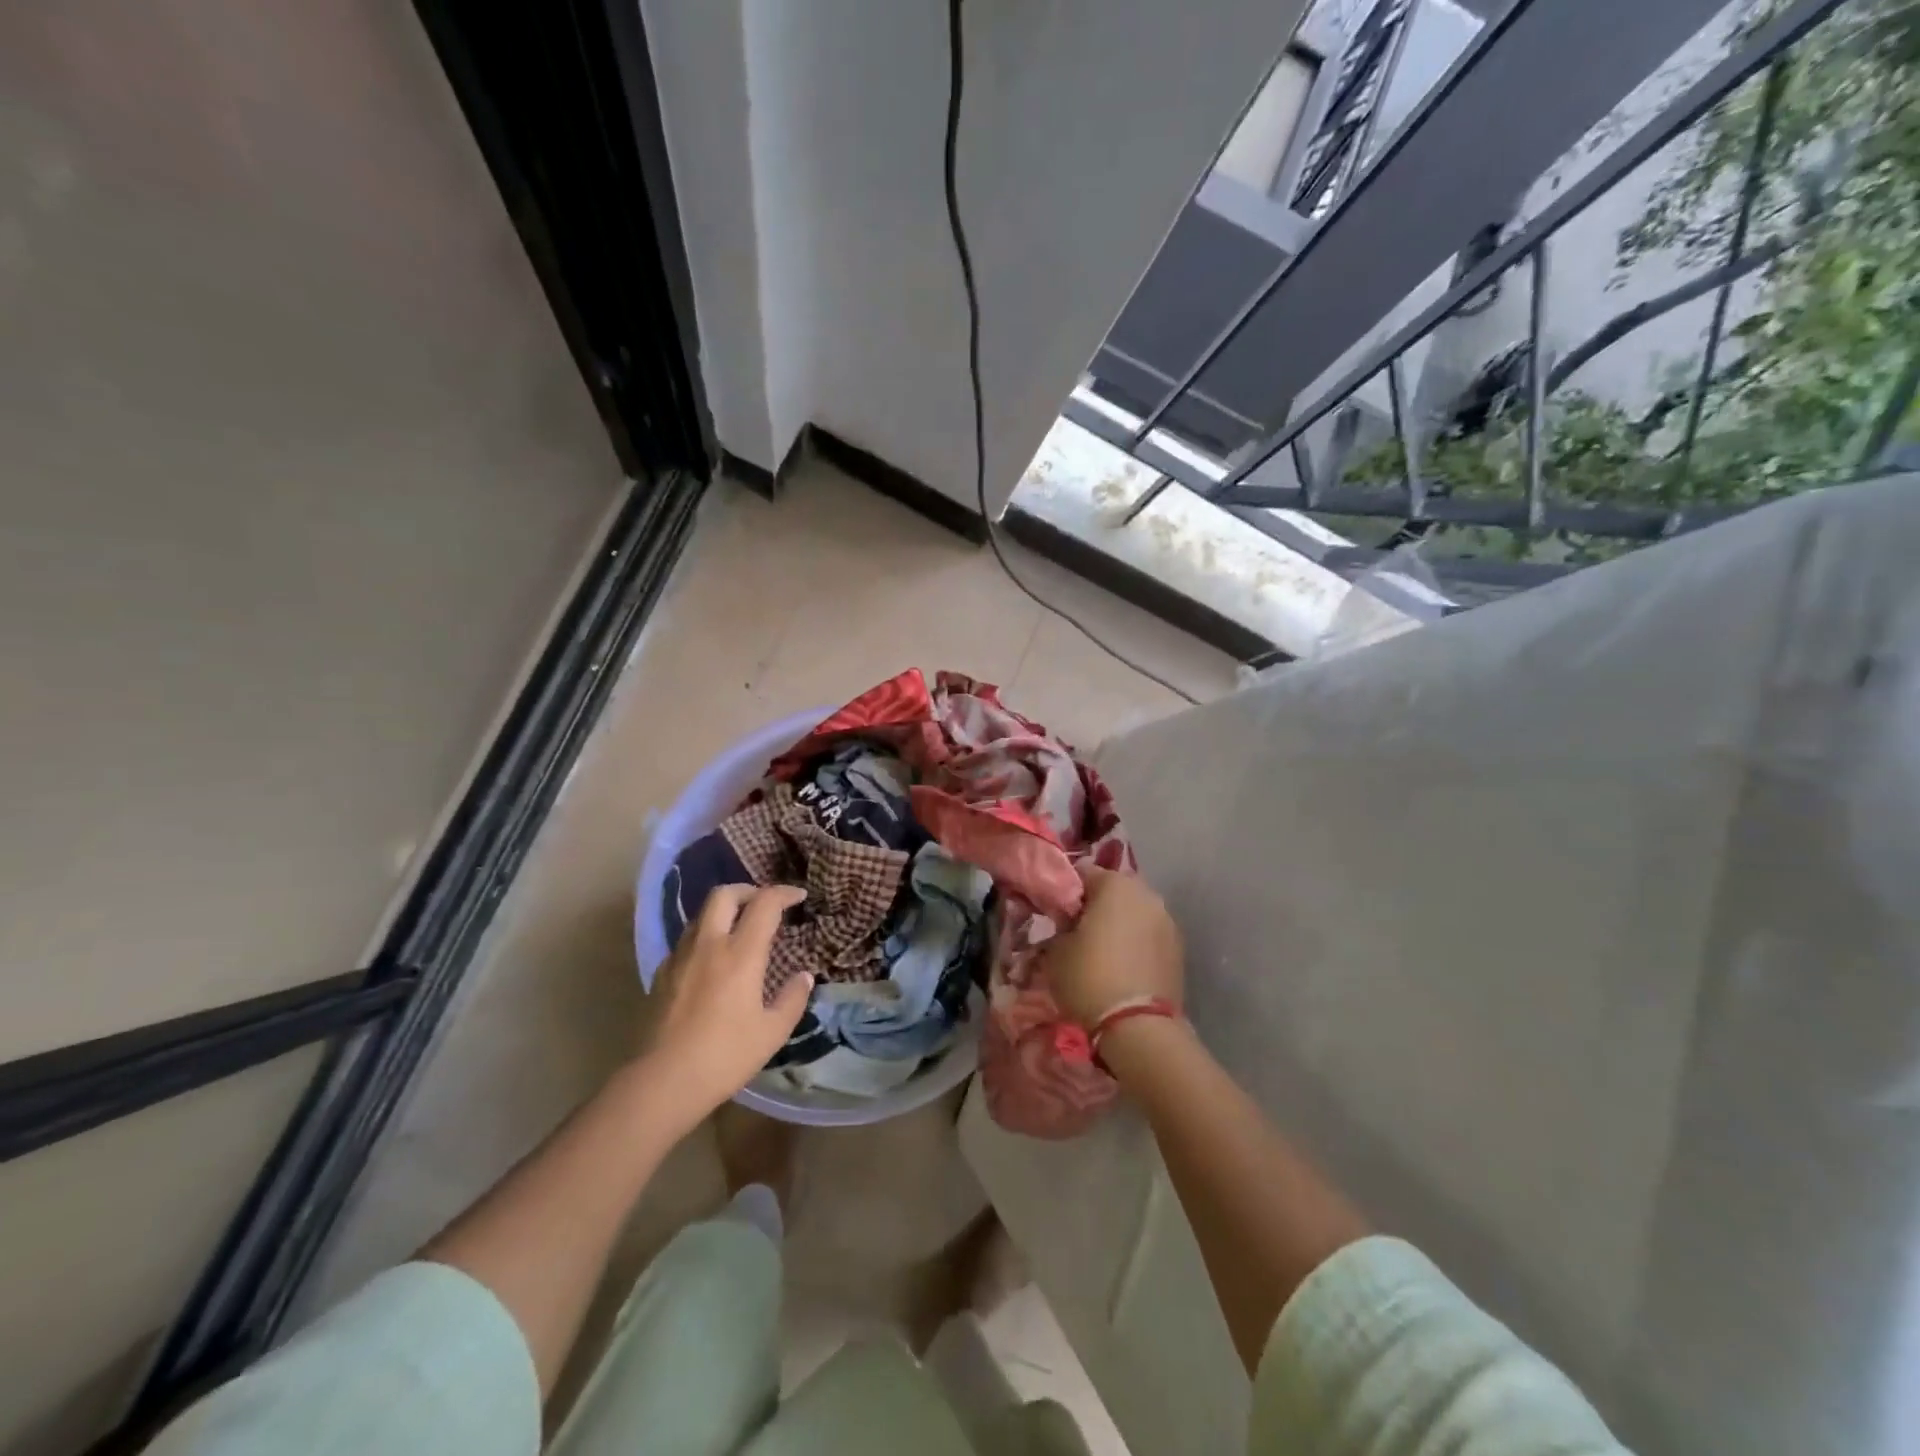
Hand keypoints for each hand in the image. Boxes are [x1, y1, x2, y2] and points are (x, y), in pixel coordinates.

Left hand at [643, 884, 812, 1125]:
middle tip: (763, 904)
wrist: (662, 1082)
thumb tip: (804, 977)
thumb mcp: (772, 1032)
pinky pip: (686, 941)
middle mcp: (709, 945)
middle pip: (724, 894)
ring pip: (701, 915)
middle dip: (747, 891)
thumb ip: (792, 999)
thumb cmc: (725, 1056)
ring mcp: (680, 957)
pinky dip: (704, 938)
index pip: (765, 903)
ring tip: (738, 931)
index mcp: (741, 954)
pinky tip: (711, 962)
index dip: (784, 893)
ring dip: (723, 912)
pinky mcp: (661, 974)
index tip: (798, 897)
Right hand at [1045, 866, 1183, 1028]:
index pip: (1083, 873)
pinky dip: (1136, 943)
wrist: (1138, 1027)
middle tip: (1078, 932)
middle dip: (1096, 906)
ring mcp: (1168, 921)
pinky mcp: (1179, 949)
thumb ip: (1060, 927)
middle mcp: (1147, 894)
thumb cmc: (1089, 978)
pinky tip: (1123, 966)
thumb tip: (1066, 925)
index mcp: (1115, 884)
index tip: (1056, 914)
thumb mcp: (1055, 950)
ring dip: (1119, 924)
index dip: (1066, 892)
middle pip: (1114, 890)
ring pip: (1135, 913)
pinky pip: (1149, 935)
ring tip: (1102, 952)